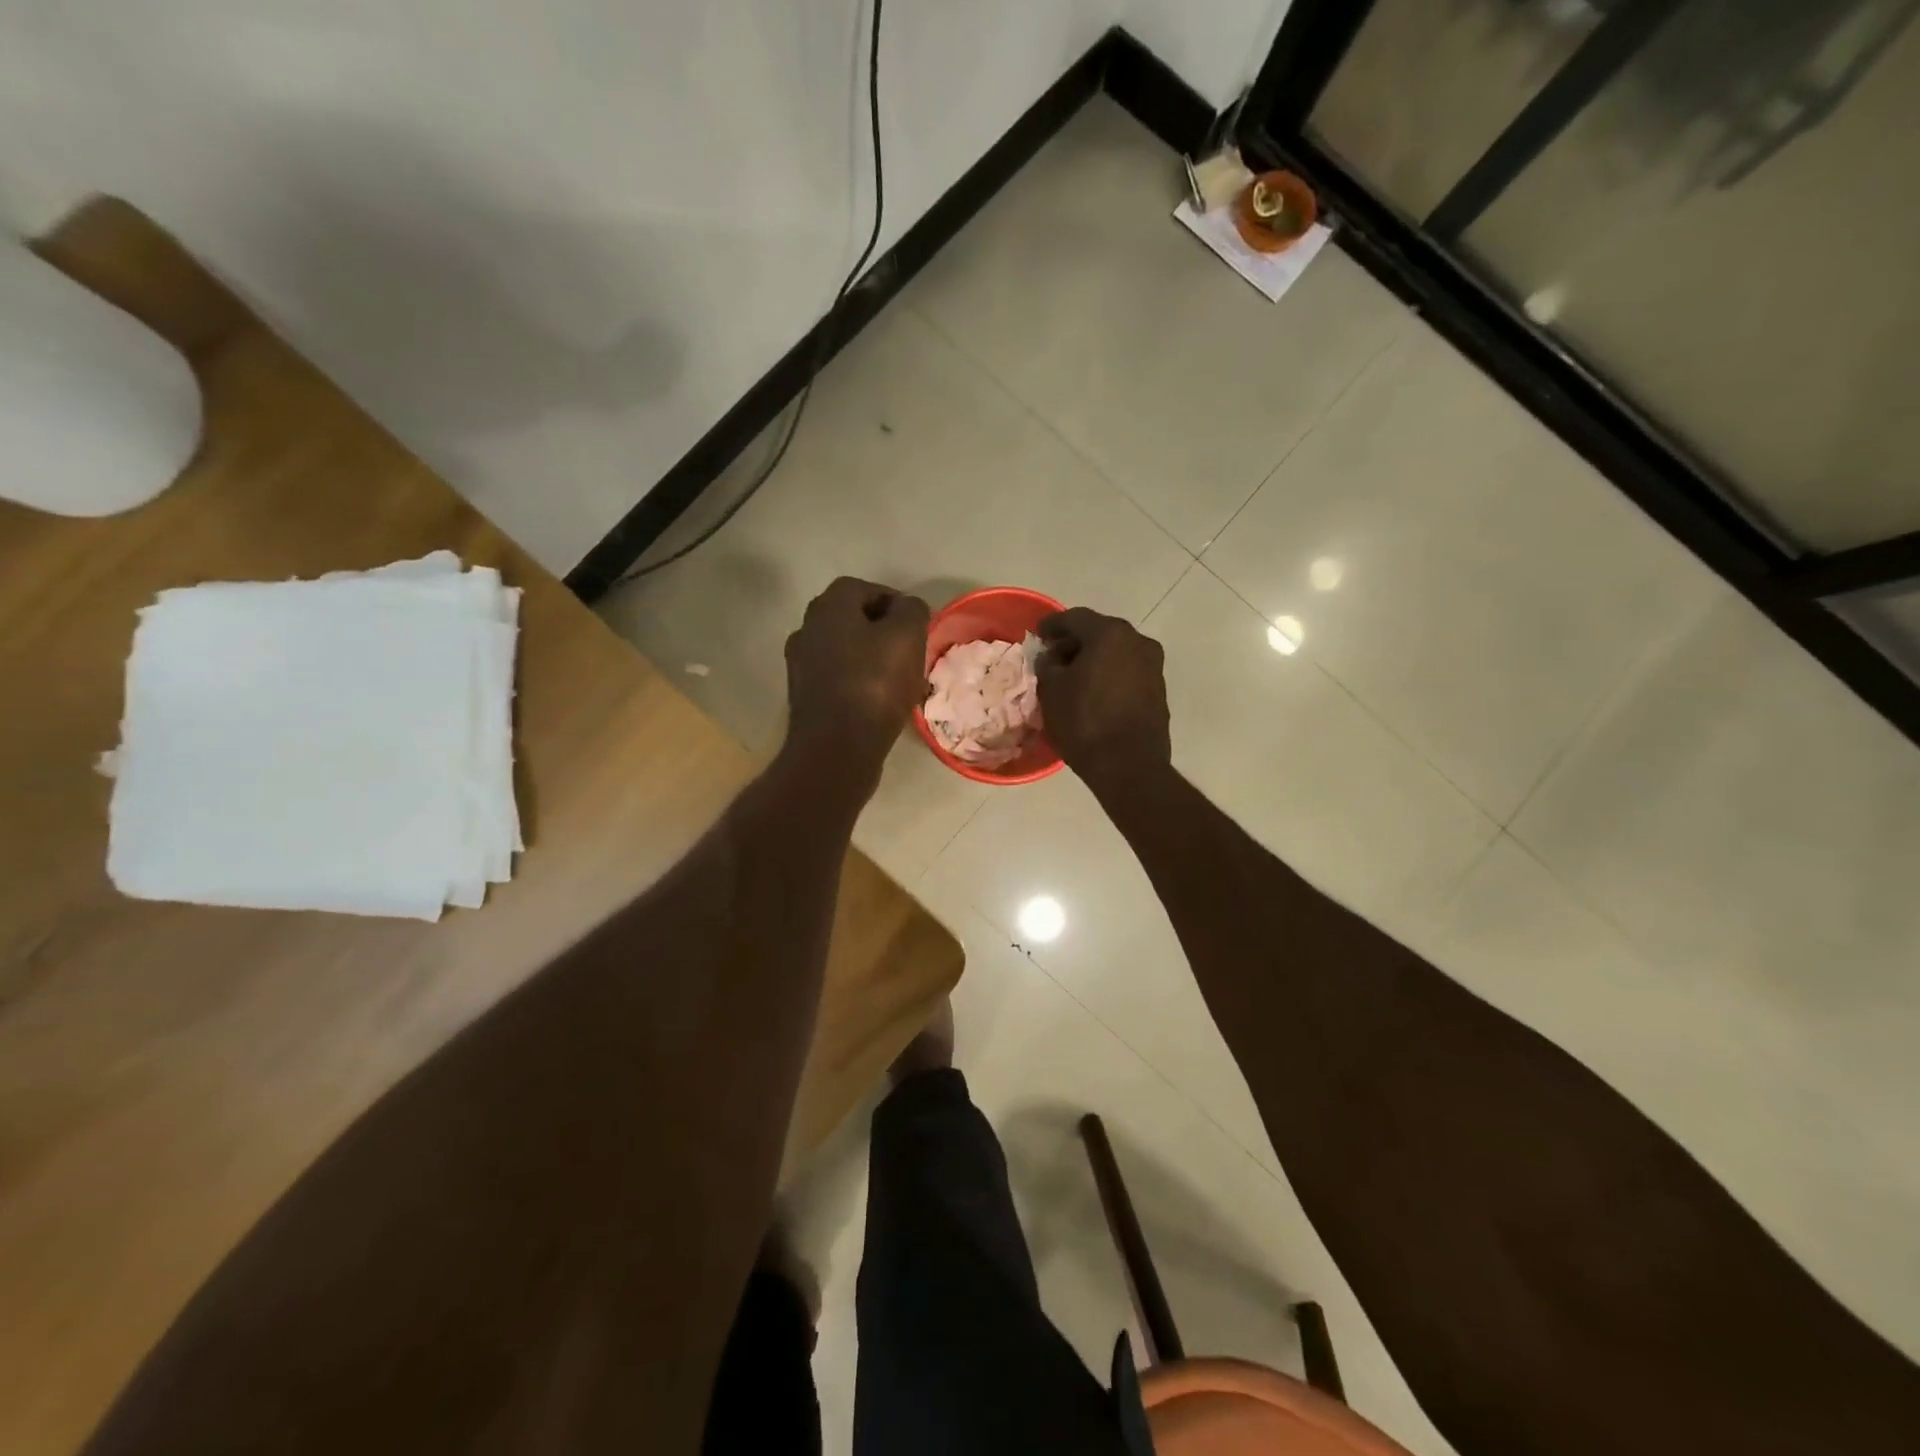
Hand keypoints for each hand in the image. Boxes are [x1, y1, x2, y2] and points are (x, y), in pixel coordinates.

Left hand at [784, 576, 930, 784]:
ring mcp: (801, 666)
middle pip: (850, 619)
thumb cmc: (875, 684)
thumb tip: (907, 607)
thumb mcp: (907, 637)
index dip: (893, 601)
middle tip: (909, 650)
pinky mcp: (804, 698)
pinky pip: (837, 679)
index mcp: (828, 608)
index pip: (863, 589)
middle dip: (882, 630)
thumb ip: (911, 611)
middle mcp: (807, 630)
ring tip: (899, 679)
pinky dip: (859, 682)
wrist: (837, 749)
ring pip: (844, 651)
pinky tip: (880, 702)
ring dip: (871, 658)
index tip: (916, 624)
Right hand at [1035, 607, 1170, 788]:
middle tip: (1052, 657)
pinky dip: (1109, 675)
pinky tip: (1093, 694)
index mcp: (1110, 634)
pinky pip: (1127, 672)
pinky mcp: (1159, 690)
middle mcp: (1138, 641)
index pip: (1074, 618)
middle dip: (1074, 643)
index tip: (1037, 635)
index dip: (1051, 625)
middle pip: (1099, 633)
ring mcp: (1153, 666)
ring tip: (1071, 678)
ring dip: (1093, 660)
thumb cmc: (1084, 722)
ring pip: (1115, 653)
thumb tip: (1051, 657)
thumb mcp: (1051, 690)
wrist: (1129, 767)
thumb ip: (1047, 664)